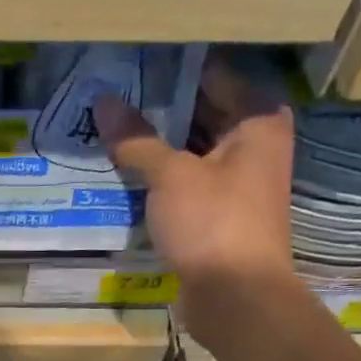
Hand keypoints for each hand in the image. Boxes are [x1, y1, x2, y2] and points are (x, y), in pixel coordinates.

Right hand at [94, 66, 294, 290]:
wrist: (236, 298)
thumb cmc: (213, 223)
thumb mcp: (170, 175)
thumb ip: (136, 139)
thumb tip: (102, 102)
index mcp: (257, 121)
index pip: (213, 76)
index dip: (171, 69)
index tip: (130, 63)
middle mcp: (253, 146)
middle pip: (201, 114)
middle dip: (157, 108)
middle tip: (109, 94)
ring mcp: (236, 183)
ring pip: (190, 152)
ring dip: (154, 146)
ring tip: (107, 128)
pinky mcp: (218, 216)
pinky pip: (185, 184)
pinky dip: (159, 178)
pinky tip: (123, 171)